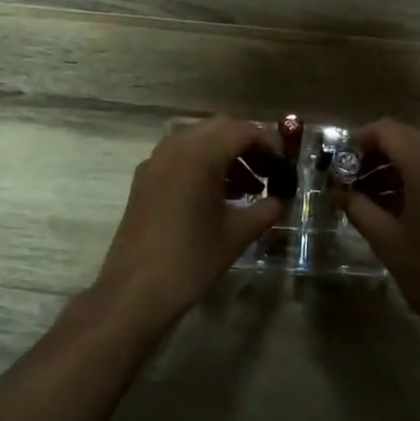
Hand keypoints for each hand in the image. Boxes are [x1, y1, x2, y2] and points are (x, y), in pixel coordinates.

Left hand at [94, 118, 287, 332]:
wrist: (135, 292)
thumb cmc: (191, 260)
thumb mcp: (237, 234)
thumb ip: (266, 209)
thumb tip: (283, 199)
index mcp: (200, 154)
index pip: (243, 131)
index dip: (269, 144)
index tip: (284, 166)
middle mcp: (175, 147)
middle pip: (220, 129)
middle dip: (247, 145)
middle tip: (269, 172)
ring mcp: (156, 161)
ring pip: (198, 140)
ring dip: (225, 155)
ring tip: (248, 188)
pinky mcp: (145, 179)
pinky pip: (180, 157)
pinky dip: (203, 165)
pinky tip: (218, 196)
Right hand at [341, 119, 419, 349]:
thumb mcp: (386, 240)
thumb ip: (357, 206)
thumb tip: (337, 190)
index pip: (386, 131)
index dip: (358, 142)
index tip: (340, 164)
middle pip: (406, 140)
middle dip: (376, 158)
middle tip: (351, 184)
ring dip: (398, 170)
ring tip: (372, 199)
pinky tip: (404, 206)